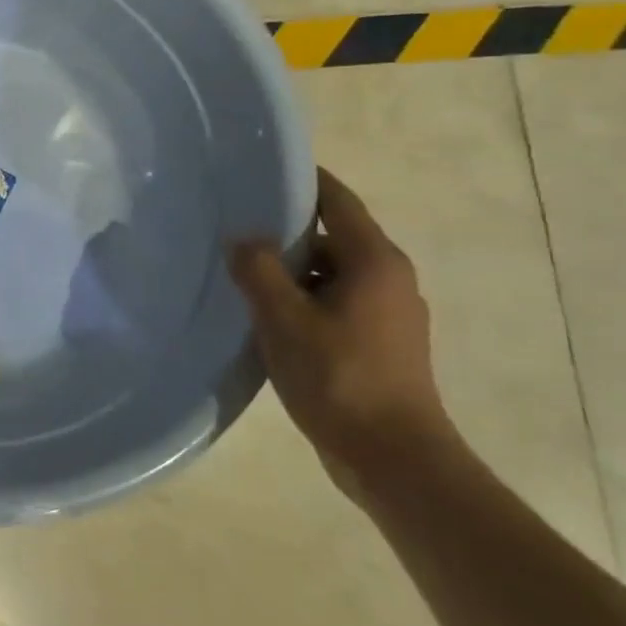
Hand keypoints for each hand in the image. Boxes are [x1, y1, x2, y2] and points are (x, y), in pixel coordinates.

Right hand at [230, 168, 455, 493]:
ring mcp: (388, 312)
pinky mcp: (379, 341)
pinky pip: (334, 301)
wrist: (392, 456)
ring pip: (330, 273)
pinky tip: (266, 315)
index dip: (303, 181)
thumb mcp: (285, 320)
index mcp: (374, 261)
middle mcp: (388, 278)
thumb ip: (259, 271)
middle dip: (285, 232)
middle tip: (233, 228)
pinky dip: (303, 298)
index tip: (260, 170)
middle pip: (332, 237)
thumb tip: (242, 238)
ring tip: (241, 273)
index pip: (338, 201)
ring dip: (291, 270)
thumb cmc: (339, 378)